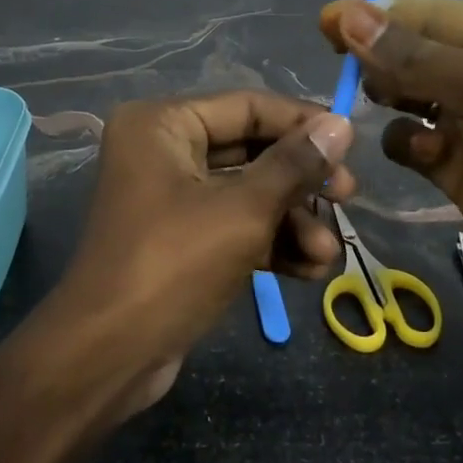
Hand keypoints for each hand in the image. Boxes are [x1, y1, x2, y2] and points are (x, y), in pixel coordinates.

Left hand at [47, 92, 355, 413]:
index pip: (247, 106)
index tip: (352, 145)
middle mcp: (161, 150)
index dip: (302, 123)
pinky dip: (268, 244)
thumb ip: (295, 165)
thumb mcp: (243, 211)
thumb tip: (341, 124)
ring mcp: (169, 198)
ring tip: (327, 256)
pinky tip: (308, 272)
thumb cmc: (174, 265)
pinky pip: (232, 226)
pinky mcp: (178, 240)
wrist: (109, 355)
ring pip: (246, 194)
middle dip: (301, 182)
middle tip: (348, 199)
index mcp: (162, 124)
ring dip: (291, 222)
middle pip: (250, 151)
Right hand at [320, 0, 462, 349]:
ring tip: (381, 104)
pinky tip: (423, 155)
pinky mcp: (454, 163)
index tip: (325, 22)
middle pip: (412, 51)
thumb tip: (347, 14)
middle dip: (380, 57)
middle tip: (344, 68)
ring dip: (387, 97)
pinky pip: (409, 140)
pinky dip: (406, 144)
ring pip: (404, 94)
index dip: (376, 15)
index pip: (429, 13)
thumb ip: (413, 54)